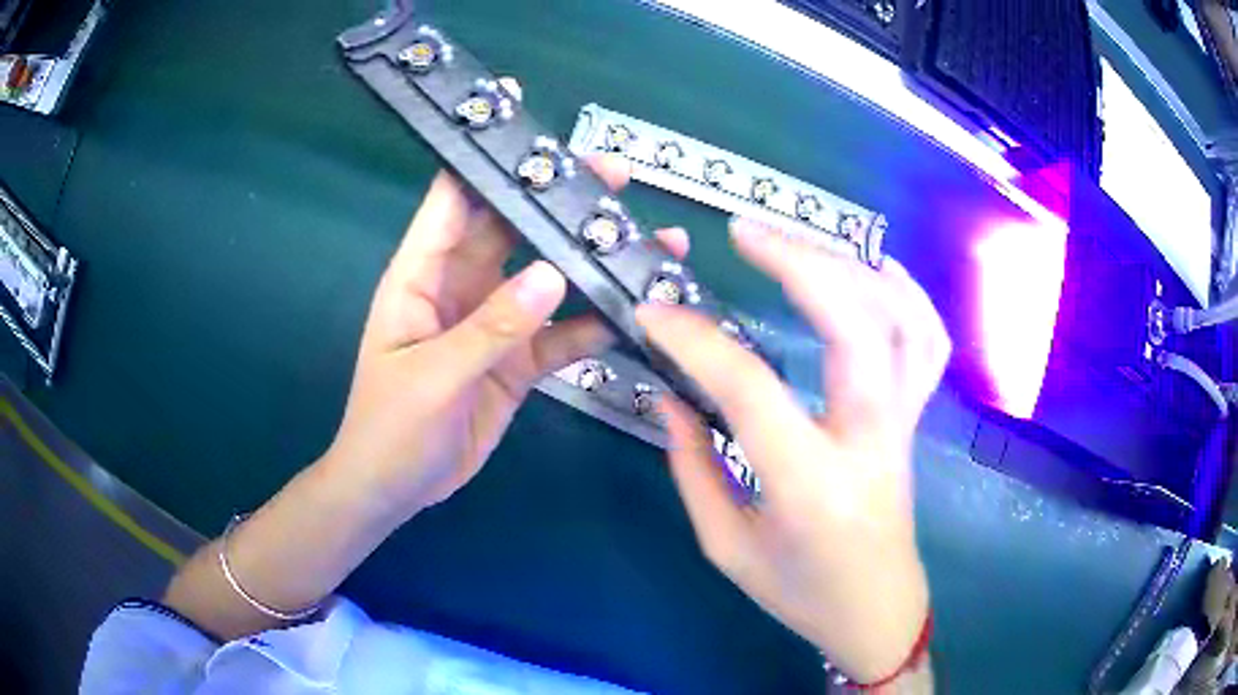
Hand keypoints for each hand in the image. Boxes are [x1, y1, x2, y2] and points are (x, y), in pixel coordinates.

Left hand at [323, 157, 688, 516]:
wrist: (397, 489)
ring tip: (645, 237)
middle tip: (614, 173)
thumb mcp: (433, 376)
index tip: (523, 117)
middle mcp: (460, 286)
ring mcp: (493, 322)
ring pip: (547, 278)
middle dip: (558, 198)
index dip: (485, 156)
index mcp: (421, 275)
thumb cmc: (391, 428)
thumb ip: (492, 327)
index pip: (453, 200)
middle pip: (512, 227)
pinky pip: (561, 334)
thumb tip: (554, 274)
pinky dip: (594, 323)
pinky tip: (634, 311)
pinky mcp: (517, 360)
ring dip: (589, 260)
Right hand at [636, 218, 949, 682]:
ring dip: (850, 267)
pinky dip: (906, 294)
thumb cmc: (801, 593)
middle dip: (799, 262)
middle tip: (744, 232)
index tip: (654, 312)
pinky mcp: (915, 419)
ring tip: (801, 244)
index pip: (750, 388)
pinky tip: (875, 270)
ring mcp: (903, 424)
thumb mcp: (727, 547)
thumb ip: (692, 467)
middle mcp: (870, 440)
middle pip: (853, 324)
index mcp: (811, 484)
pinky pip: (927, 341)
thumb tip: (670, 396)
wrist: (877, 611)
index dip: (695, 341)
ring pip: (900, 320)